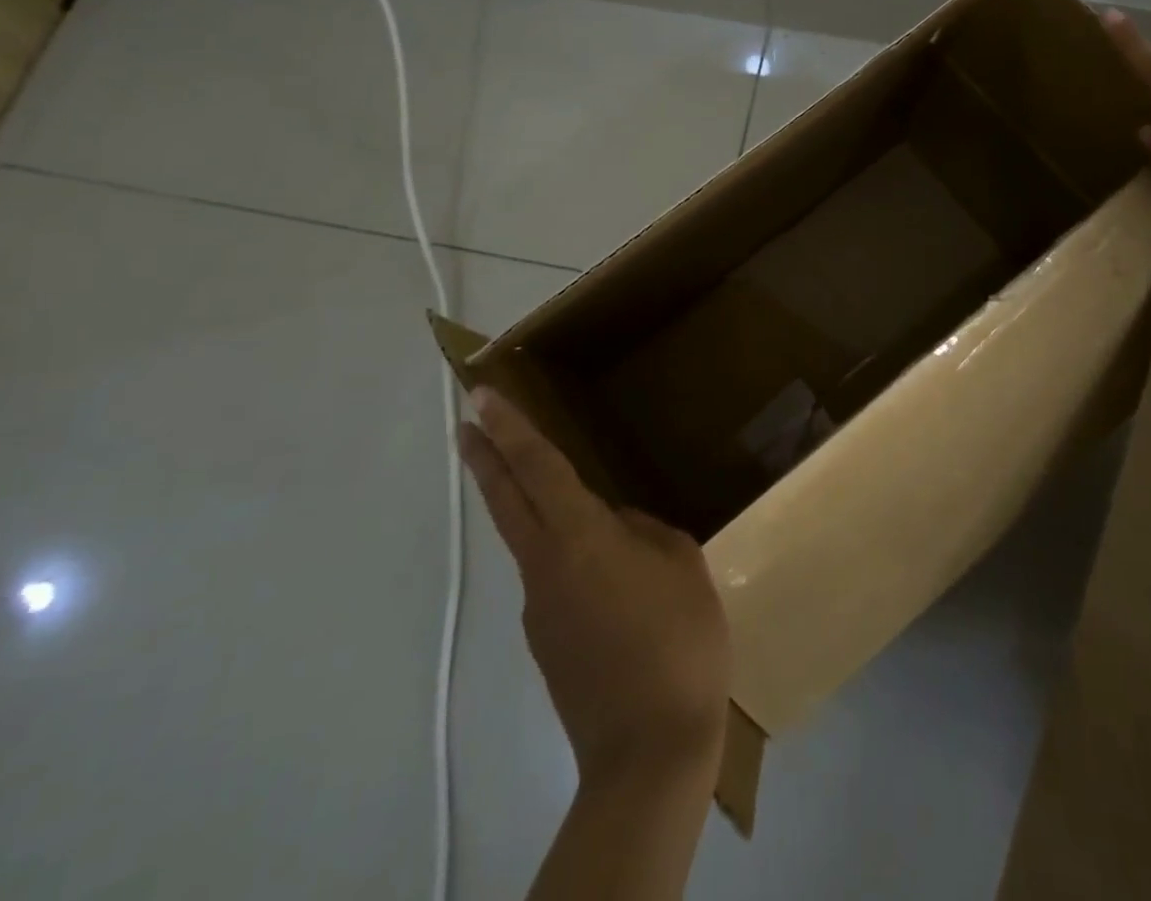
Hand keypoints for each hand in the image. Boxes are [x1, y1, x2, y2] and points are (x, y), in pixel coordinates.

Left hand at [458, 389, 731, 787]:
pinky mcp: (547, 645)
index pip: (537, 469)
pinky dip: (568, 561)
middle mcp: (546, 566)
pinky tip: (613, 584)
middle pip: (507, 501)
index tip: (481, 397)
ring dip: (530, 510)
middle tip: (467, 424)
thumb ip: (645, 534)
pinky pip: (554, 582)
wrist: (649, 752)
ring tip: (579, 509)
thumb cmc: (678, 642)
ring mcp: (539, 610)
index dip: (510, 429)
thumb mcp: (683, 567)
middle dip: (485, 458)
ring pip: (530, 542)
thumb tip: (619, 531)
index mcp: (581, 538)